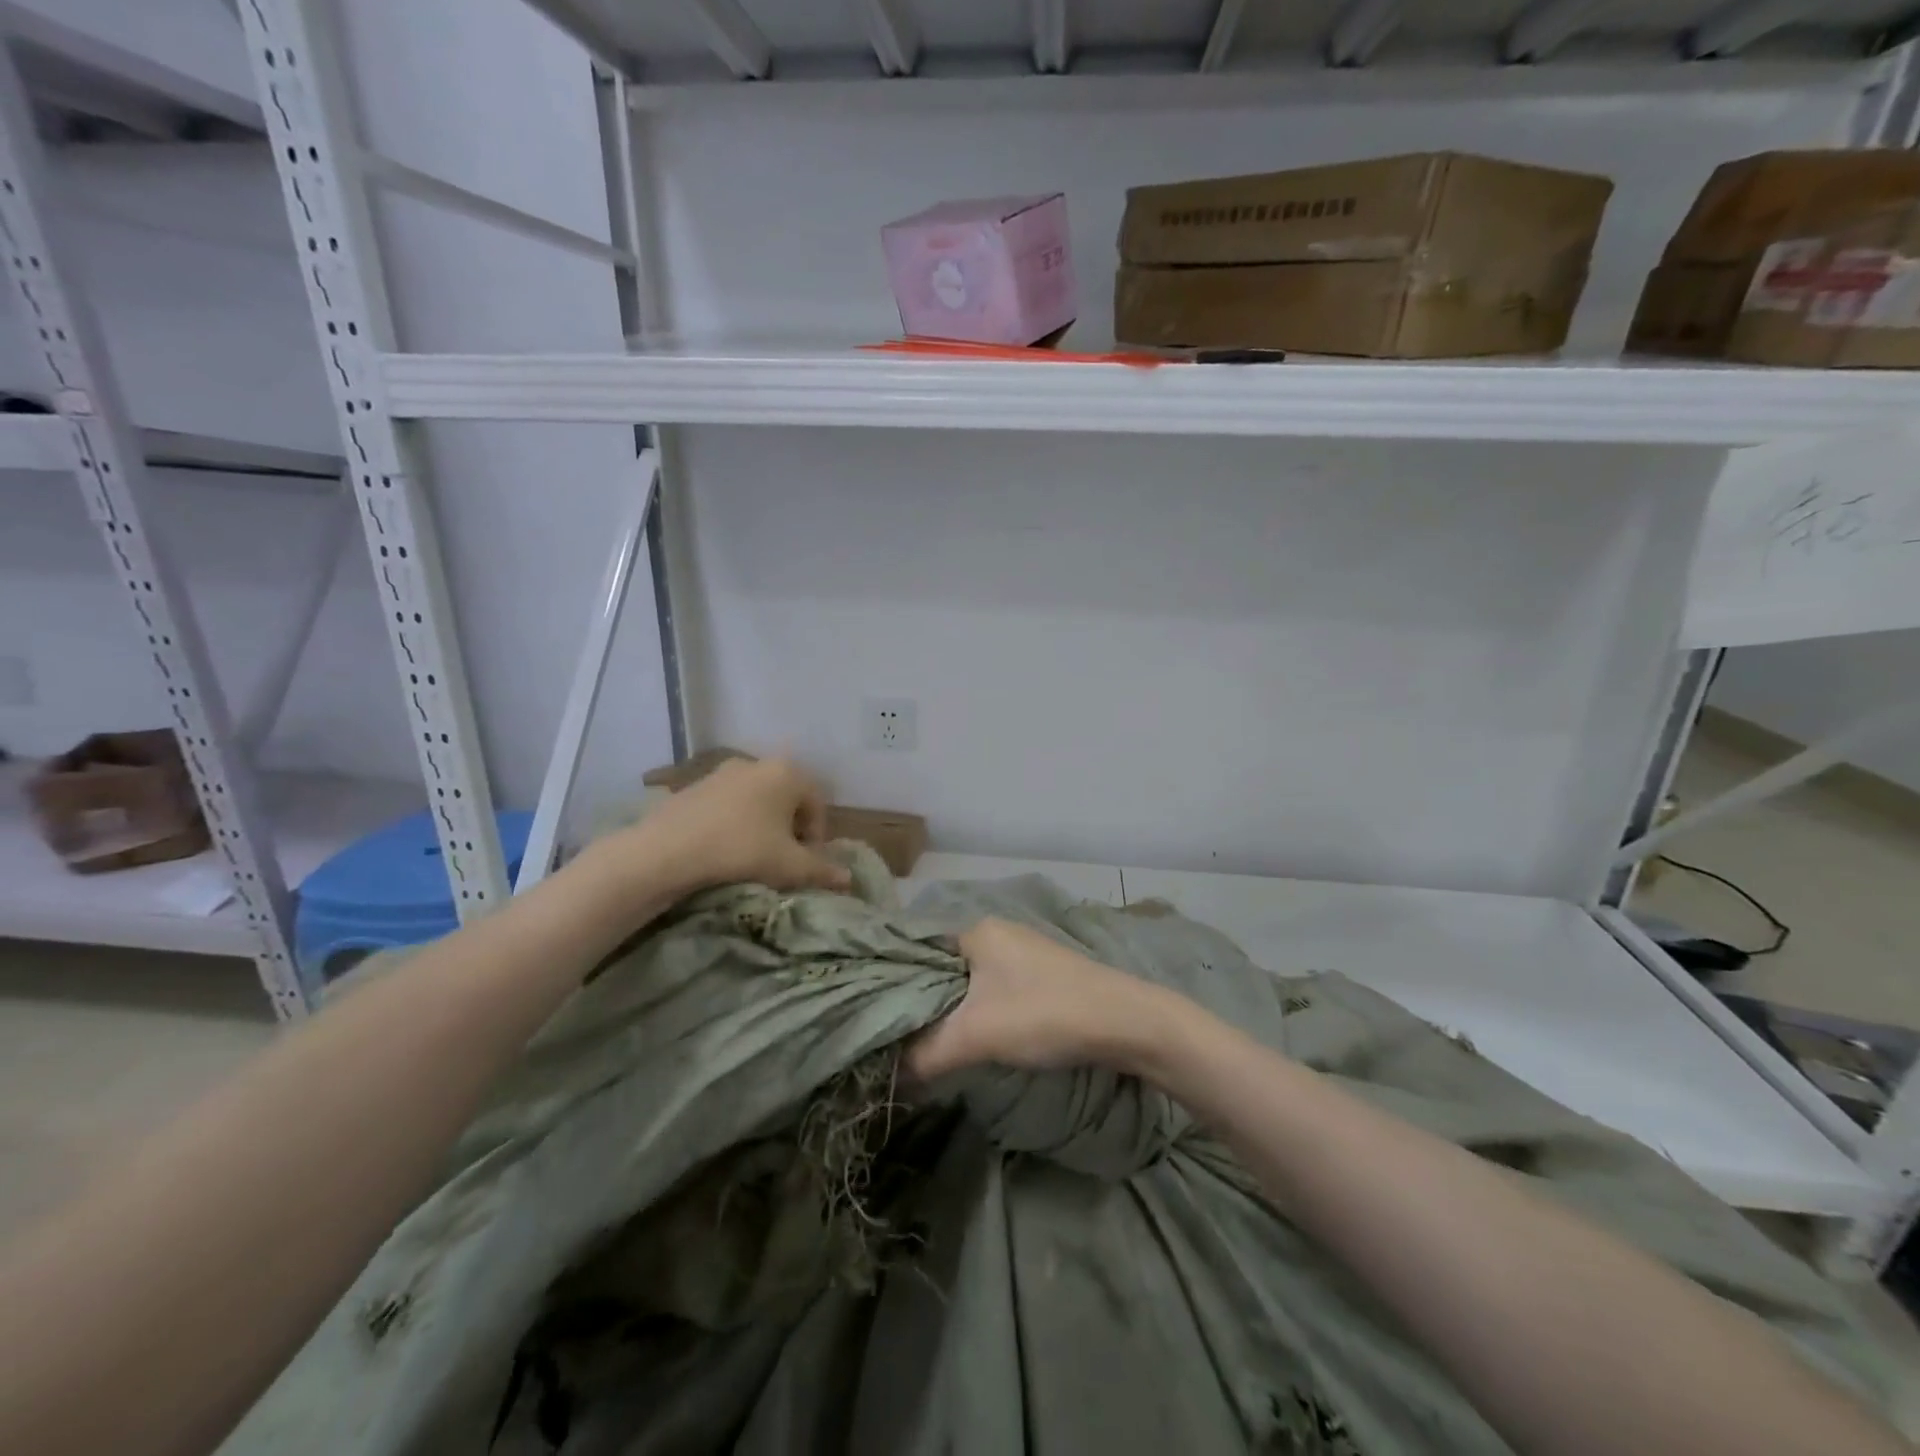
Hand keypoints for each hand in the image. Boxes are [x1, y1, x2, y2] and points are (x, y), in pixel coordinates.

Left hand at [630, 757, 851, 895]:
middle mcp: (758, 763)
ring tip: (752, 856)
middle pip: (787, 798)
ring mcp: (723, 772)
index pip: (817, 804)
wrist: (666, 851)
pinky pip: (728, 804)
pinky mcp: (695, 785)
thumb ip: (822, 871)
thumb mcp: (789, 866)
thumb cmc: (741, 850)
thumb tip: (848, 880)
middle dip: (790, 829)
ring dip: (762, 825)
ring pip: (757, 800)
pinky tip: (723, 849)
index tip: (805, 863)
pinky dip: (734, 823)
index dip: (817, 837)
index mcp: (787, 773)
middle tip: (783, 860)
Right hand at [905, 917, 1168, 1080]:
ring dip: (951, 1012)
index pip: (917, 950)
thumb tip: (884, 1077)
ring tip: (926, 1044)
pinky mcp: (1041, 976)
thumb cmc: (1045, 1013)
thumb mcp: (977, 1035)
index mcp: (977, 930)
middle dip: (923, 1003)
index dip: (894, 983)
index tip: (872, 1016)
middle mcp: (997, 933)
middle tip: (895, 1038)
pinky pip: (993, 991)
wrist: (1126, 1022)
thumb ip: (925, 1054)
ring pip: (969, 983)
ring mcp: (1022, 954)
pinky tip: (971, 1039)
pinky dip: (978, 1013)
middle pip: (943, 968)